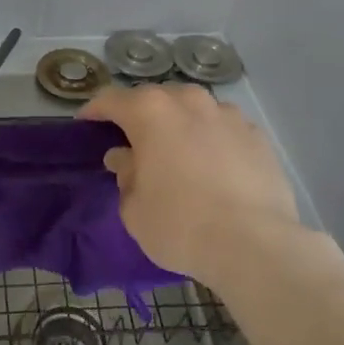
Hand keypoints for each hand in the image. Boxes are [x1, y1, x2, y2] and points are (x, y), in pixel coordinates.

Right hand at [79, 83, 303, 287]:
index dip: (95, 111)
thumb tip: (126, 158)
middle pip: (156, 99)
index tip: (86, 124)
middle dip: (141, 116)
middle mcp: (189, 101)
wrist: (254, 245)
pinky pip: (224, 129)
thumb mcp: (134, 209)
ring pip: (194, 109)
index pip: (111, 100)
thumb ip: (125, 175)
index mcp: (150, 112)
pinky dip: (212, 140)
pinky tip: (214, 166)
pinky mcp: (257, 136)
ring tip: (177, 152)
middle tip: (133, 143)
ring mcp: (228, 115)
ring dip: (180, 124)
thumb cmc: (180, 225)